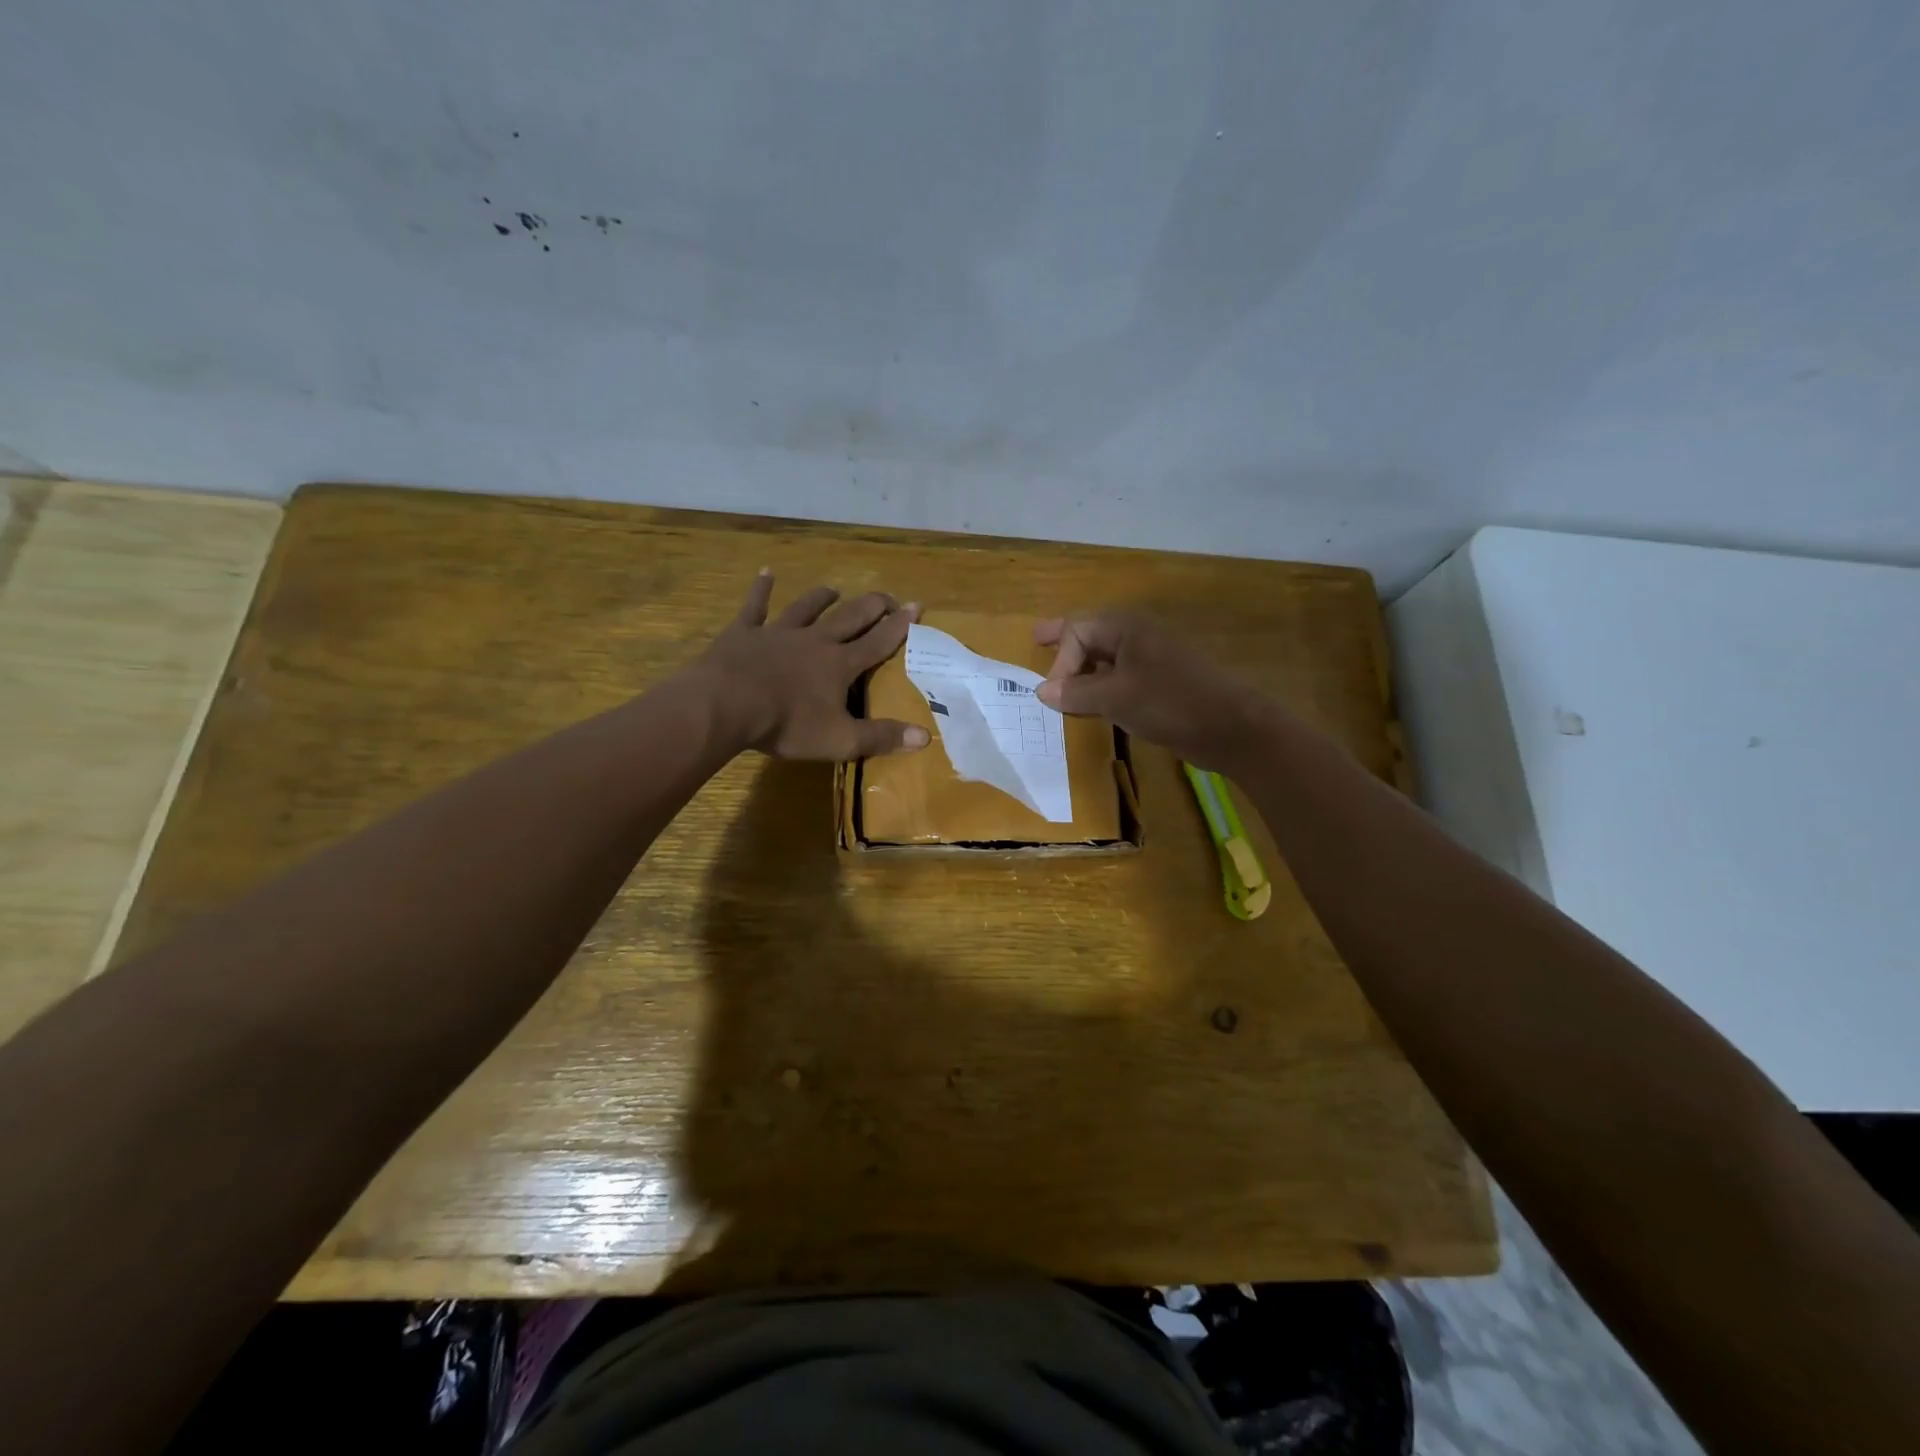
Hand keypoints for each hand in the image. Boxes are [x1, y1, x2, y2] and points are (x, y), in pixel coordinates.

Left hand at [690, 571, 930, 759]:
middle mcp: (814, 641)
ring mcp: (778, 633)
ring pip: (806, 608)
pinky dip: (761, 590)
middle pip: (849, 618)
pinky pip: (755, 607)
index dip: (899, 626)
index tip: (916, 606)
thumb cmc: (787, 724)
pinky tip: (765, 572)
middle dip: (871, 606)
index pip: (878, 642)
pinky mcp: (744, 633)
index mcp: (839, 665)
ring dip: (821, 598)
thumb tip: (925, 737)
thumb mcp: (840, 739)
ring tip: (833, 589)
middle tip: (886, 596)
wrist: (726, 704)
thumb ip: (882, 737)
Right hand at [1034, 611, 1277, 769]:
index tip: (1053, 695)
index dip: (1060, 660)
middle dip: (1065, 642)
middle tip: (1036, 640)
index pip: (1078, 630)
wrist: (1232, 727)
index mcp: (1128, 627)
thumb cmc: (1170, 703)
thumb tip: (1042, 691)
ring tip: (1060, 680)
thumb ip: (1076, 692)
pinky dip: (1102, 685)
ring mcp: (1154, 658)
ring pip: (1107, 656)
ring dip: (1083, 668)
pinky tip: (1093, 702)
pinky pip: (1122, 676)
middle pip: (1092, 634)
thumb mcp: (1115, 698)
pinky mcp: (1162, 683)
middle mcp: (1139, 635)